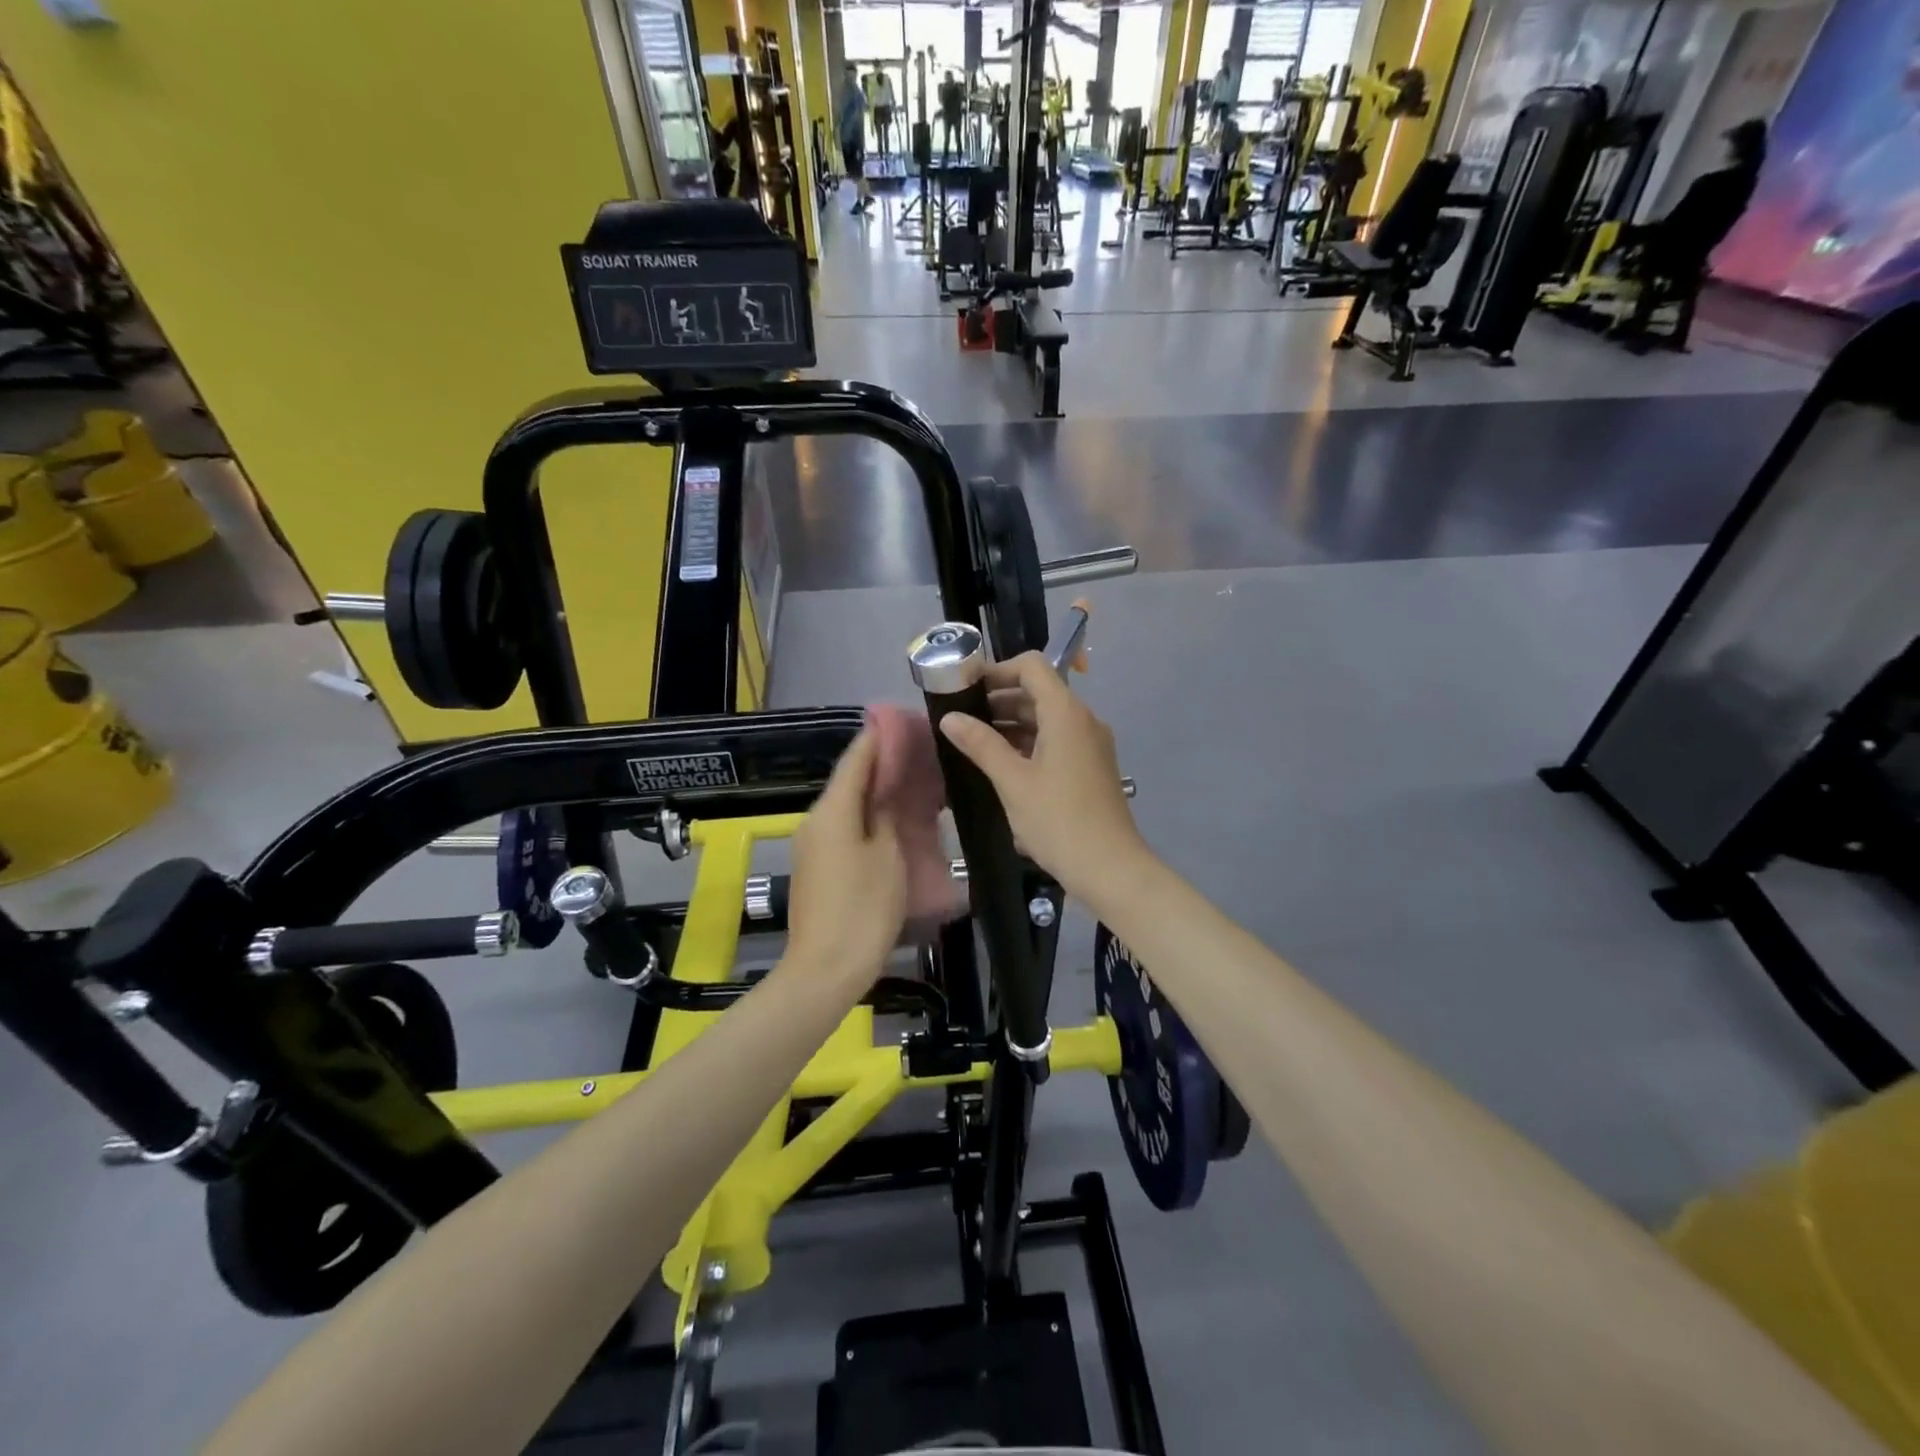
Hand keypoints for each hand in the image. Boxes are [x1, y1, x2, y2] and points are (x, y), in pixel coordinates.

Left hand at [785, 731, 908, 983]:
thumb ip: (887, 815)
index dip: (877, 737)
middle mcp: (816, 820)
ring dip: (877, 793)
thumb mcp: (888, 856)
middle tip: (918, 753)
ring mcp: (813, 845)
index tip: (902, 720)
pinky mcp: (818, 867)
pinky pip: (845, 829)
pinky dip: (869, 817)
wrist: (825, 969)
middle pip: (849, 781)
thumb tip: (887, 791)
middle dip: (881, 765)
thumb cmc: (863, 909)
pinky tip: (895, 820)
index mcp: (832, 811)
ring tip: (913, 783)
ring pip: (848, 806)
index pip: (855, 759)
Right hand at [938, 653, 1149, 902]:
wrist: (1110, 868)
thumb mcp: (1013, 781)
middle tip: (961, 715)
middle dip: (999, 698)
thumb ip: (980, 744)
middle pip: (1039, 691)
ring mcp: (1090, 744)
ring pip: (1047, 718)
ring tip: (973, 739)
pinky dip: (1028, 742)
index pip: (1031, 667)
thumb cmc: (1058, 820)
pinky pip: (1056, 740)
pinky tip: (1001, 762)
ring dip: (1012, 722)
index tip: (965, 686)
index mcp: (1066, 713)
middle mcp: (1083, 720)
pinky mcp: (1091, 767)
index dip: (996, 670)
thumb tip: (949, 718)